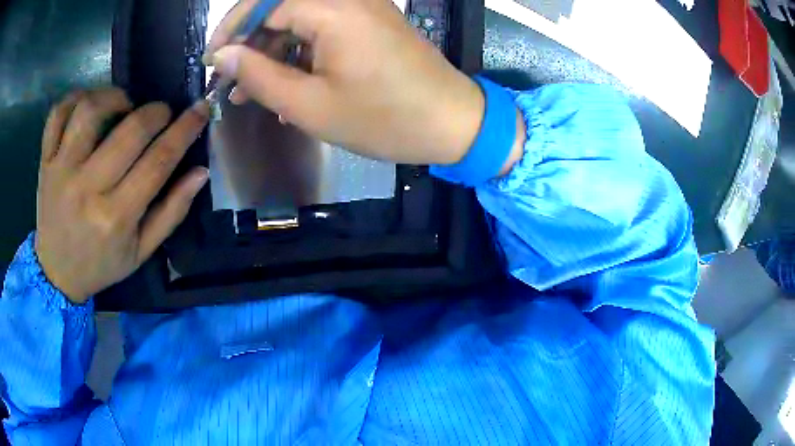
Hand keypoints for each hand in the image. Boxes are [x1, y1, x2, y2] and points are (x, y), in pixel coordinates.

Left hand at [35, 89, 209, 303]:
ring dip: (115, 96)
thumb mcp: (141, 252)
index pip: (158, 161)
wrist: (56, 273)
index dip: (185, 130)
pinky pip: (58, 113)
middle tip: (162, 113)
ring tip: (124, 105)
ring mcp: (61, 170)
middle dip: (157, 112)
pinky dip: (76, 96)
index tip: (200, 110)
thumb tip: (200, 172)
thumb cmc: (100, 264)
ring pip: (90, 110)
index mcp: (115, 217)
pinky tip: (90, 103)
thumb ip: (171, 213)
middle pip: (129, 130)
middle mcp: (87, 188)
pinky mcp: (46, 161)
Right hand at [204, 0, 484, 164]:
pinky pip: (322, 27)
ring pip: (300, 19)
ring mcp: (363, 7)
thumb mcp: (309, 105)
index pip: (263, 3)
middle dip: (250, 43)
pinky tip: (287, 83)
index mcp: (332, 8)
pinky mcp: (371, 22)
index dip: (231, 30)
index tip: (212, 61)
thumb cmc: (384, 119)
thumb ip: (258, 76)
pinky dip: (299, 52)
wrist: (453, 123)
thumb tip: (222, 56)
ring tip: (253, 92)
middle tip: (232, 83)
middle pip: (281, 7)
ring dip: (272, 51)